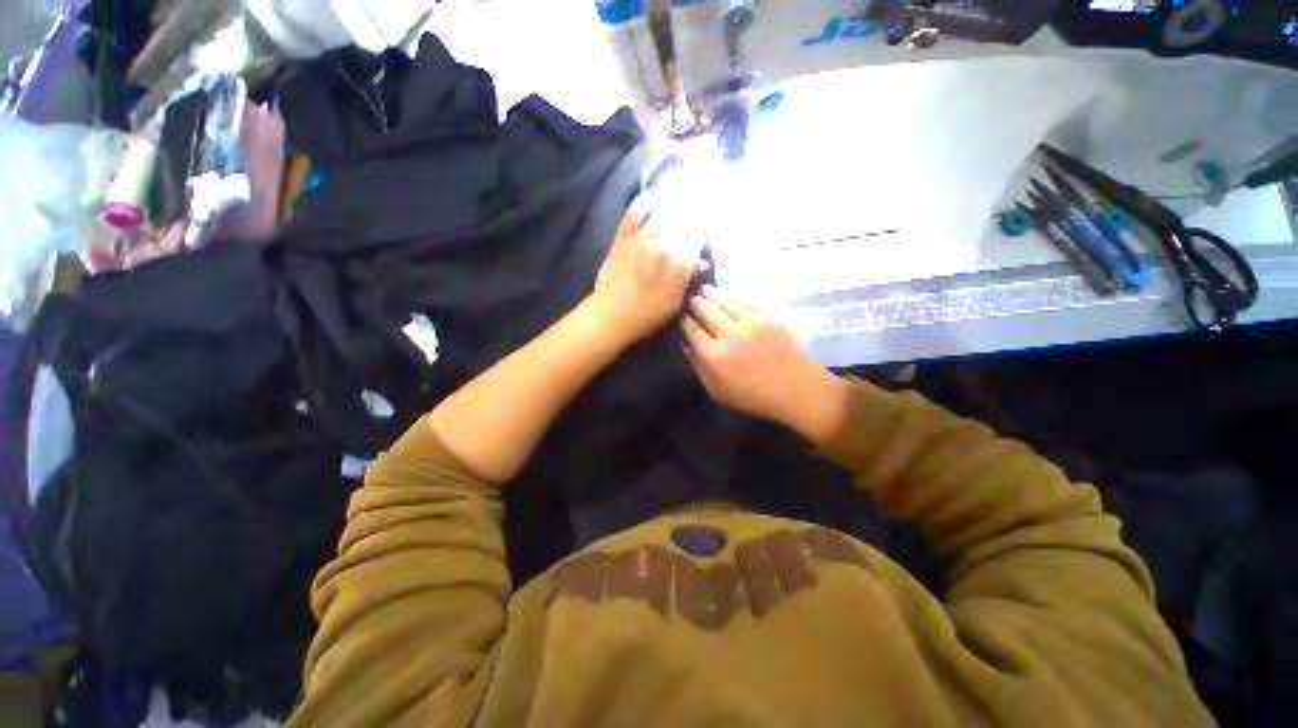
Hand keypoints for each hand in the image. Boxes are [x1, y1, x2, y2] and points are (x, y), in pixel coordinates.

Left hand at [588, 202, 704, 345]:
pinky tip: (648, 197)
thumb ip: (688, 278)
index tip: (695, 257)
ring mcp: (640, 239)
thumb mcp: (674, 302)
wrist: (611, 316)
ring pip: (659, 226)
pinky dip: (639, 206)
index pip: (694, 248)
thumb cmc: (647, 315)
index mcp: (678, 261)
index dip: (696, 252)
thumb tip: (702, 262)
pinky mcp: (622, 240)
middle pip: (678, 235)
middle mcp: (662, 243)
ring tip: (670, 232)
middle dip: (683, 240)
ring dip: (666, 229)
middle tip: (682, 249)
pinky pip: (632, 217)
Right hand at [683, 286, 850, 441]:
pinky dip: (733, 296)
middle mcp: (729, 334)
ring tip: (704, 289)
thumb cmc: (752, 396)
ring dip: (711, 293)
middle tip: (691, 300)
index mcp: (714, 355)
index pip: (691, 329)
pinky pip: (745, 301)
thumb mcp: (718, 391)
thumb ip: (699, 367)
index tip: (682, 318)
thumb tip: (686, 345)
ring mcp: (750, 322)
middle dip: (695, 303)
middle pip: (705, 309)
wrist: (794, 389)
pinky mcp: (767, 317)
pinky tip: (728, 296)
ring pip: (724, 300)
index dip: (684, 321)